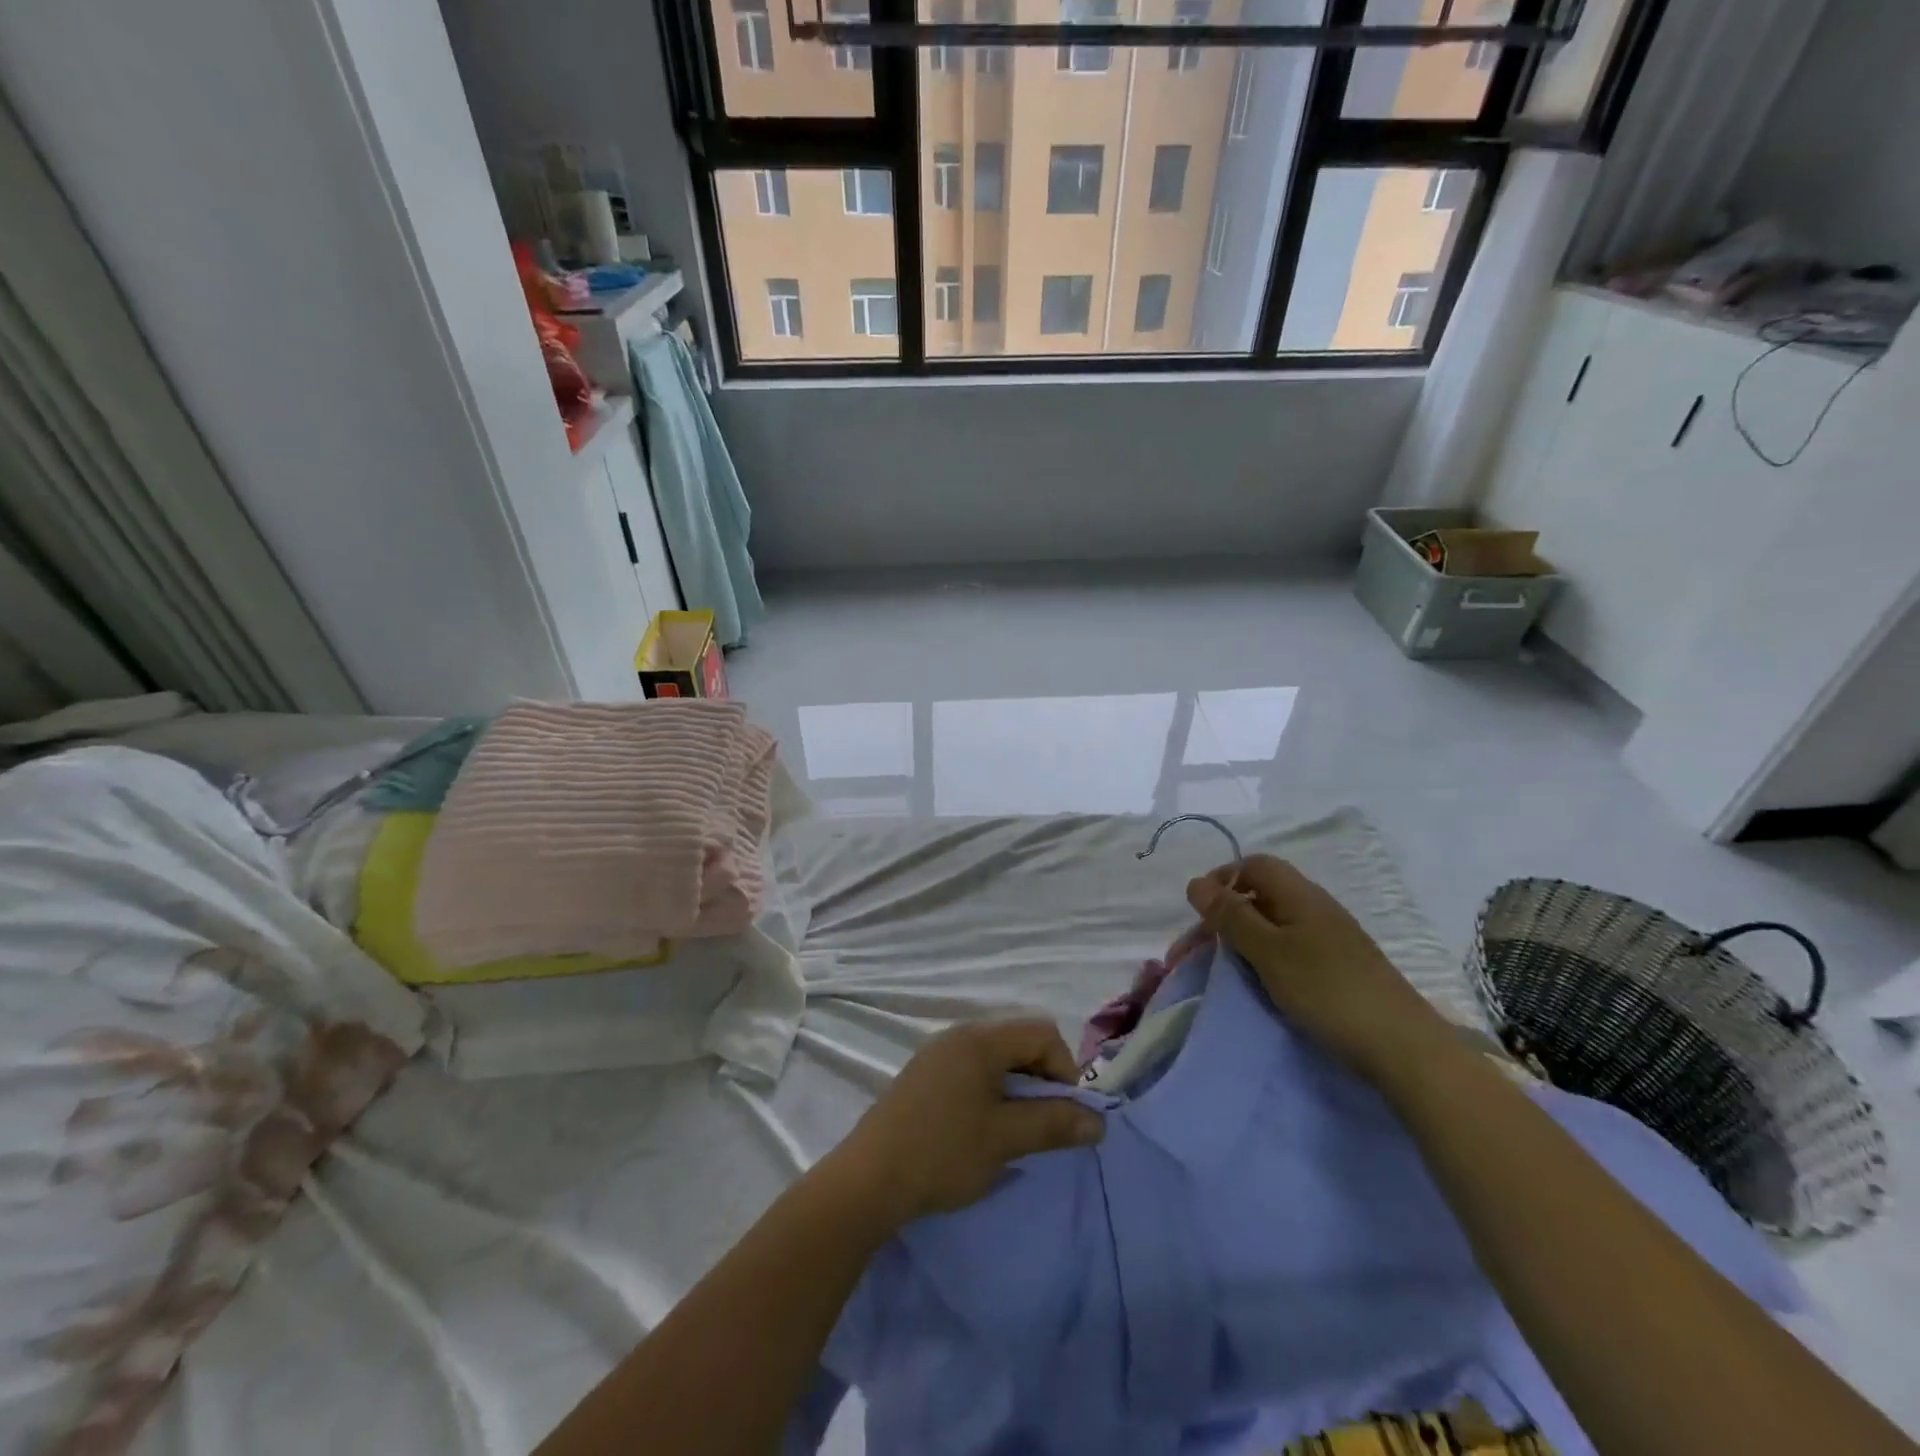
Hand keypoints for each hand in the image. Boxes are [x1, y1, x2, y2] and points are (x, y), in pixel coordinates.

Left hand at [827, 1020, 1104, 1230]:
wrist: (868, 1180)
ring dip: (1017, 1090)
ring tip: (1015, 1132)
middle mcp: (958, 1036)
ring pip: (996, 1060)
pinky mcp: (924, 1077)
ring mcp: (937, 1055)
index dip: (1064, 1070)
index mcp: (980, 1039)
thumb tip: (1098, 1121)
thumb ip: (1054, 1124)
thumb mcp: (1005, 1139)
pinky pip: (972, 1072)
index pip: (1042, 1032)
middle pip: (1019, 1042)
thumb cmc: (942, 1152)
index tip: (1063, 1114)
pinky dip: (990, 1094)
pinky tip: (982, 1131)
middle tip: (1042, 1126)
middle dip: (1041, 1080)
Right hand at [1187, 856, 1454, 1083]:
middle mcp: (1316, 907)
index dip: (1222, 879)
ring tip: (1227, 967)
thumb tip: (1195, 883)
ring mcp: (1331, 937)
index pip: (1253, 865)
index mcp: (1300, 895)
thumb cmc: (1327, 990)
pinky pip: (1290, 946)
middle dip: (1226, 914)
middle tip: (1202, 949)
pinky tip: (1263, 981)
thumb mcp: (1268, 951)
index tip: (1199, 913)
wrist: (1401, 1046)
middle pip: (1262, 892)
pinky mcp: (1338, 965)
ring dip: (1244, 937)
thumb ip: (1231, 917)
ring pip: (1274, 922)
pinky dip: (1266, 956)